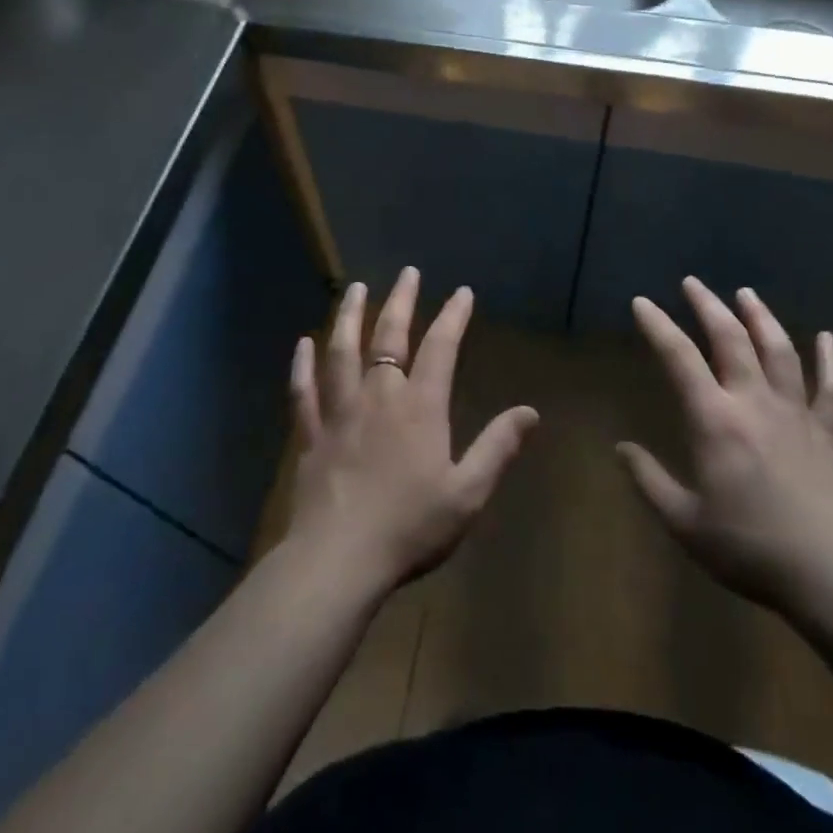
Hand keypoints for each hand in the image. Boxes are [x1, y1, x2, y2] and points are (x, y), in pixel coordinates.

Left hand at [285, 268, 538, 598]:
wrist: (340, 559)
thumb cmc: (410, 527)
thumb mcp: (467, 493)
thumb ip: (498, 448)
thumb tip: (530, 412)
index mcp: (420, 407)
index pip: (440, 348)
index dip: (453, 317)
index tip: (462, 293)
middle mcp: (379, 397)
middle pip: (389, 337)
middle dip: (401, 301)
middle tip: (408, 273)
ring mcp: (340, 412)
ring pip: (342, 352)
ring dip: (349, 317)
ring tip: (355, 289)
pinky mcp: (311, 434)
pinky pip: (304, 391)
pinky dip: (303, 365)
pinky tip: (302, 344)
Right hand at [618, 278, 832, 624]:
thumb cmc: (753, 549)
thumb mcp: (686, 523)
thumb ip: (650, 482)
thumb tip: (621, 448)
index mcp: (715, 420)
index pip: (679, 358)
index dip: (658, 326)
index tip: (642, 302)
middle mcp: (755, 402)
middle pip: (730, 339)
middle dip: (708, 306)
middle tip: (692, 282)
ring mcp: (798, 414)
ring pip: (779, 351)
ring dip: (760, 318)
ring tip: (746, 294)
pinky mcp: (831, 433)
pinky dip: (831, 359)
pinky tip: (827, 338)